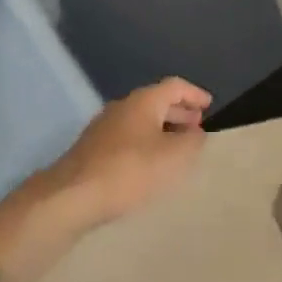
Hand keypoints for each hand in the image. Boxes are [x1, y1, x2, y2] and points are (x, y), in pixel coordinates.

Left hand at [43, 78, 209, 226]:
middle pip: (156, 101)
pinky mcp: (94, 148)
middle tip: (197, 127)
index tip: (209, 105)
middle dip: (179, 112)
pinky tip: (150, 165)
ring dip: (162, 129)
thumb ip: (192, 142)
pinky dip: (146, 143)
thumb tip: (197, 132)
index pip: (174, 86)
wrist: (73, 196)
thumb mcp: (173, 157)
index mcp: (143, 101)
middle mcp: (123, 106)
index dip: (194, 94)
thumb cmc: (129, 170)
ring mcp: (105, 126)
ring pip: (141, 120)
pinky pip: (129, 137)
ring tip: (178, 148)